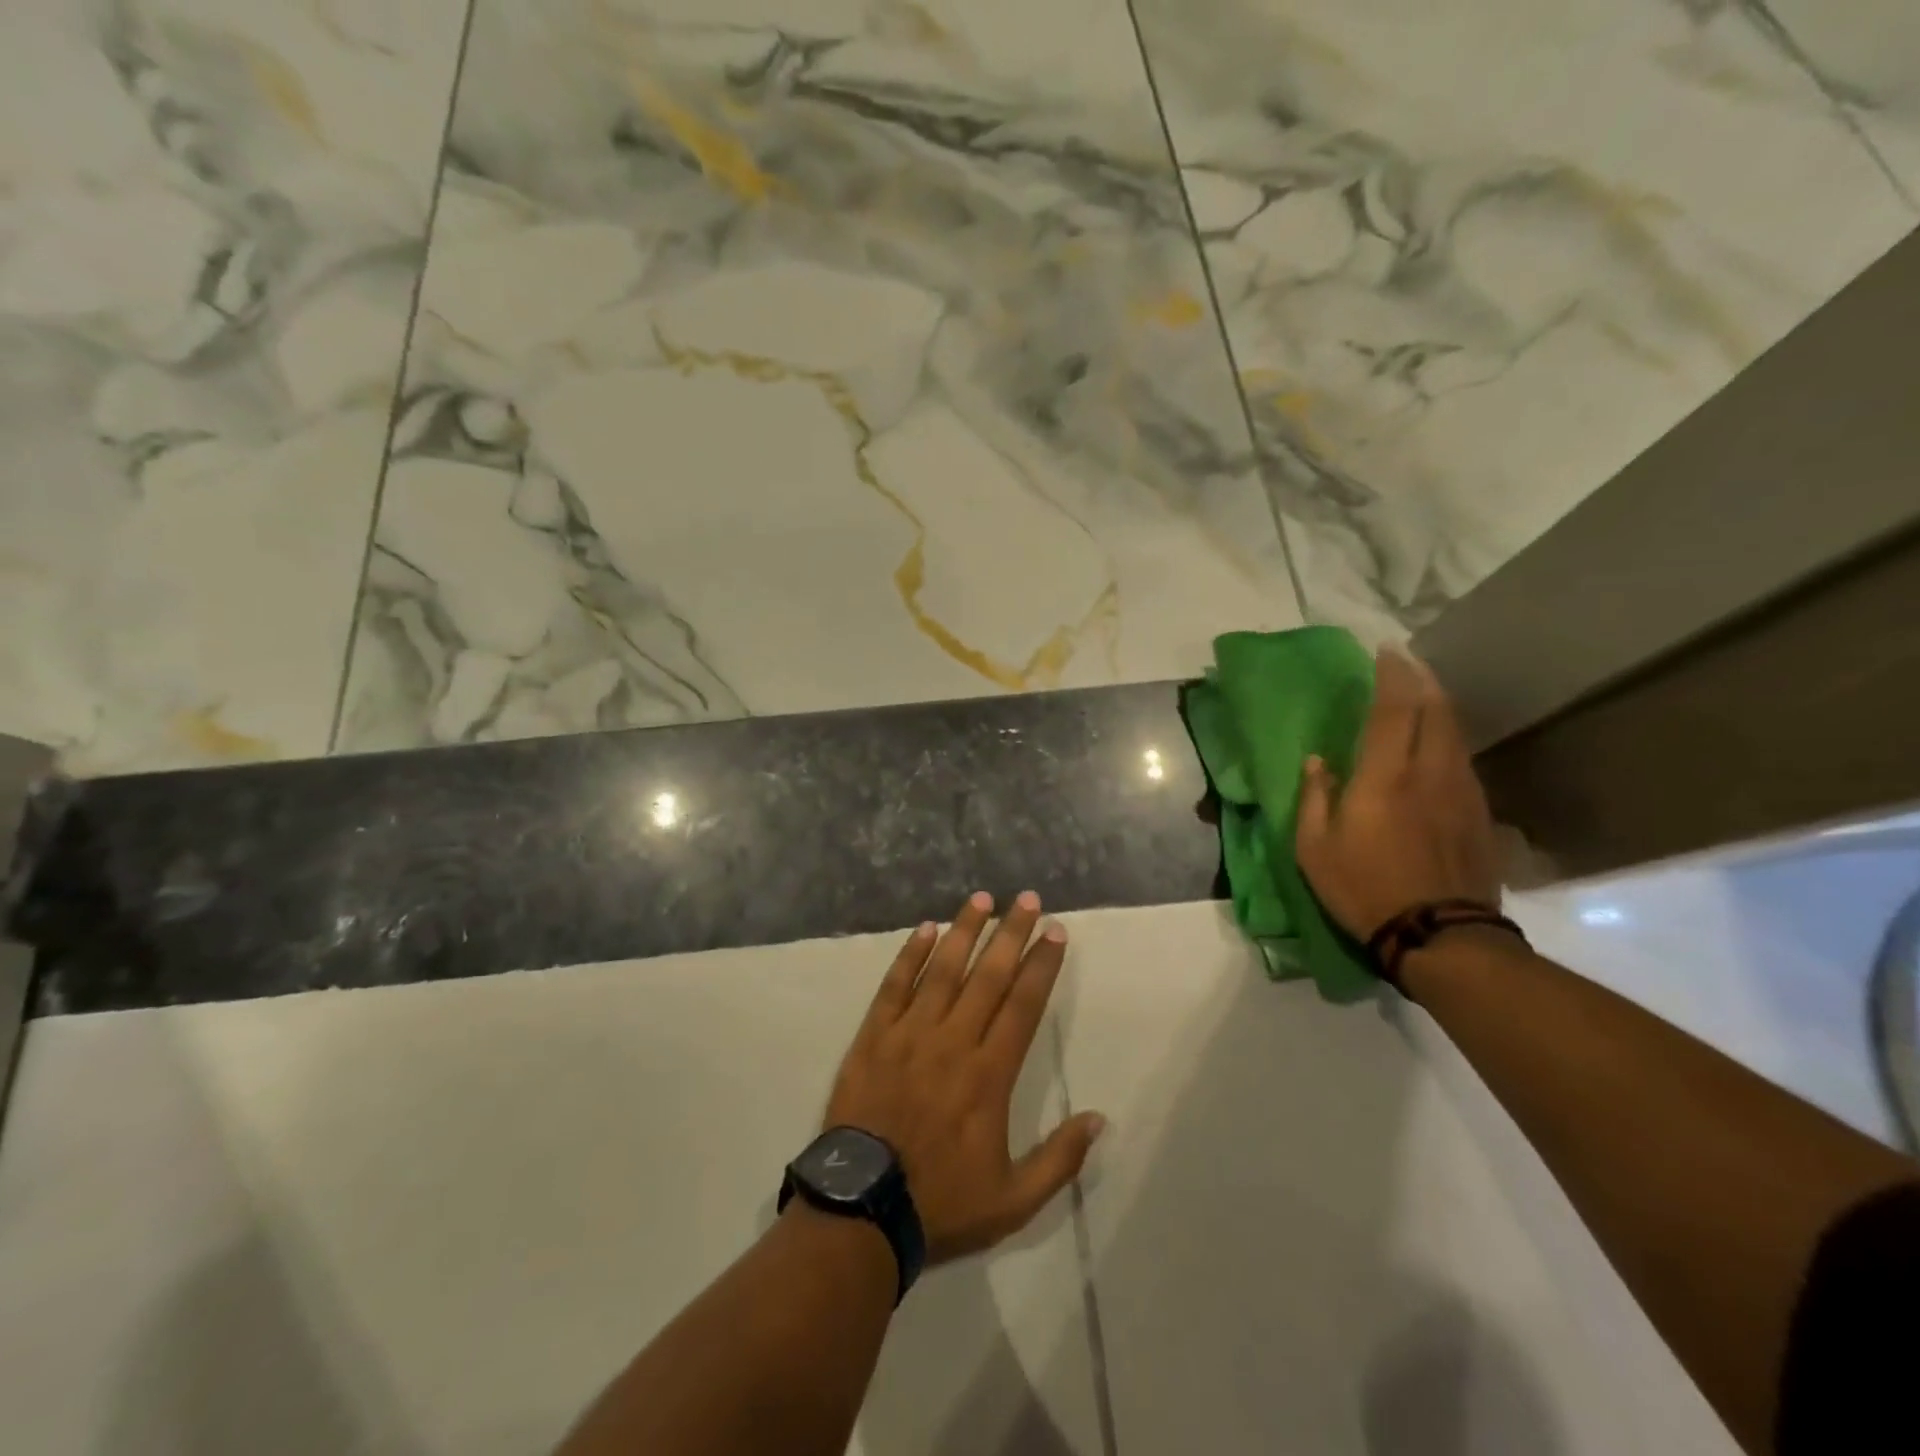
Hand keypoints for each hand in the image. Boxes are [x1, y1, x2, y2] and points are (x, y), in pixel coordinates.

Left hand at [824, 891, 1105, 1264]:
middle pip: (988, 976)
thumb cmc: (941, 1202)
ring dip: (965, 931)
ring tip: (982, 899)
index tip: (1055, 933)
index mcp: (989, 1075)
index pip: (1023, 1005)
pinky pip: (895, 986)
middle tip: (1028, 899)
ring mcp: (909, 1034)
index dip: (1042, 966)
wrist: (862, 1210)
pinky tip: (925, 929)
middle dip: (1011, 933)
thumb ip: (1060, 1159)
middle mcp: (953, 1042)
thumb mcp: (1014, 1200)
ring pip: (943, 970)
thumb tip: (1100, 1119)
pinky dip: (910, 955)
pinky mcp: (874, 1037)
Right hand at [1296, 649, 1500, 941]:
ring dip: (1438, 706)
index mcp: (1385, 777)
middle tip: (1406, 663)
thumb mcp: (1315, 848)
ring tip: (1421, 695)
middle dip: (1421, 679)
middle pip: (1435, 710)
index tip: (1385, 651)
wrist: (1441, 936)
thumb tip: (1317, 762)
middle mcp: (1430, 772)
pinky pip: (1462, 759)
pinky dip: (1448, 737)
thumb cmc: (1363, 889)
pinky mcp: (1479, 812)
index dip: (1391, 675)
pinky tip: (1437, 743)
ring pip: (1455, 732)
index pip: (1393, 709)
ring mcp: (1462, 791)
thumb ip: (1315, 797)